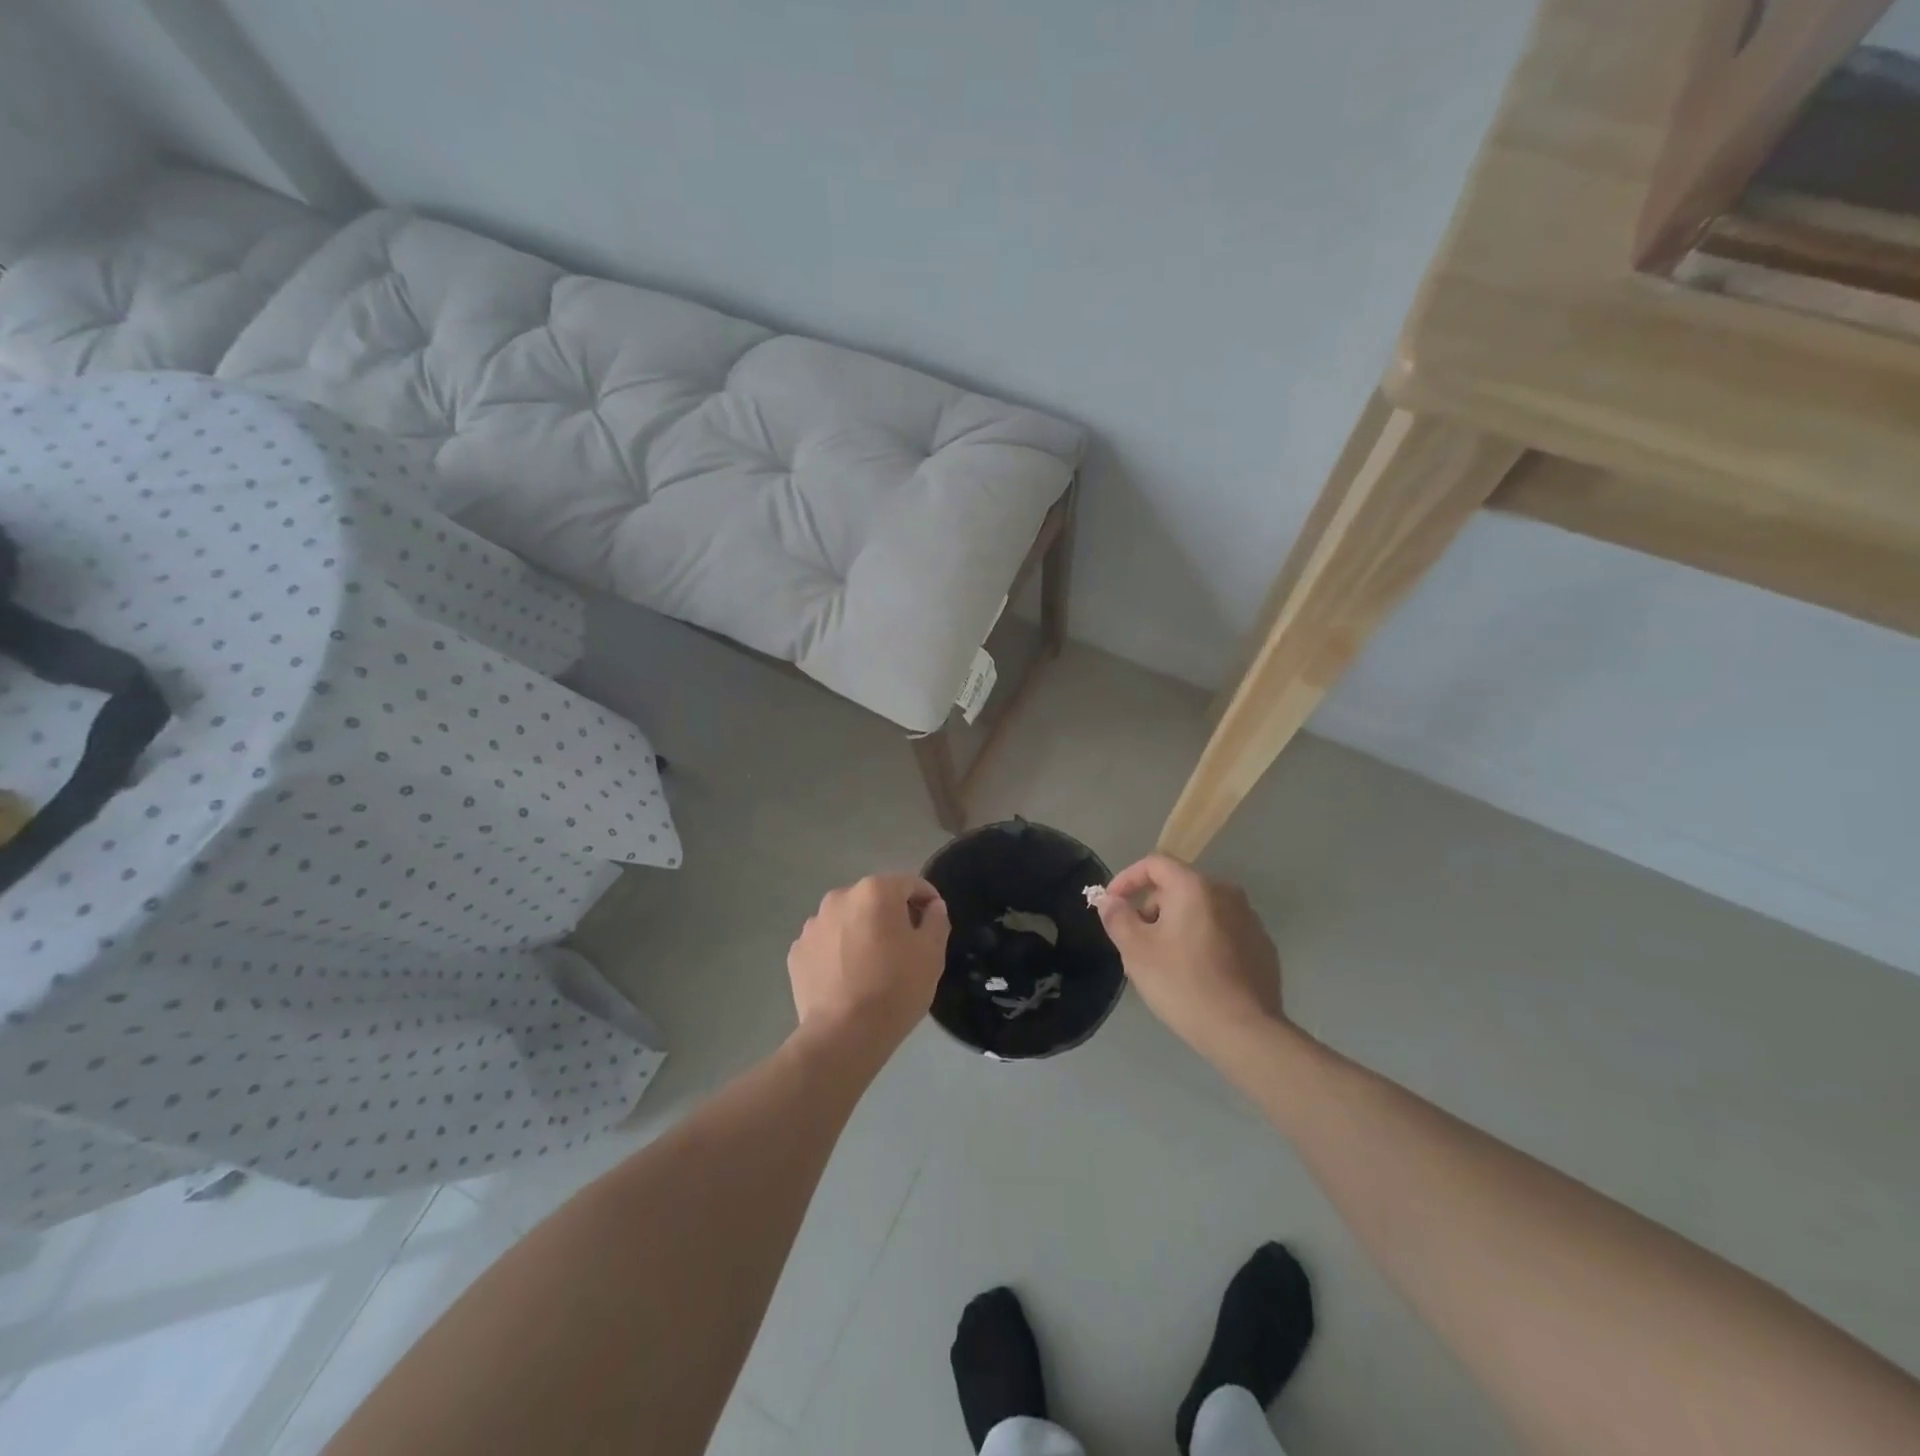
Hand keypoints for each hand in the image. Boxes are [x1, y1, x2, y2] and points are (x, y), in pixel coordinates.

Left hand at [787, 873, 949, 1052]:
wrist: (843, 1034)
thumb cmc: (895, 988)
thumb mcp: (932, 953)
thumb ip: (936, 920)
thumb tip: (932, 906)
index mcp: (875, 891)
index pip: (909, 883)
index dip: (926, 899)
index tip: (934, 920)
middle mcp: (840, 897)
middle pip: (874, 898)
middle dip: (891, 915)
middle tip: (905, 947)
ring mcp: (813, 924)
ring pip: (847, 920)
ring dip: (861, 931)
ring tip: (872, 965)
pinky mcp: (797, 951)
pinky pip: (826, 943)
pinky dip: (838, 952)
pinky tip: (847, 978)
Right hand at [1098, 854, 1285, 1063]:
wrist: (1245, 1032)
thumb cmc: (1183, 984)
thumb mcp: (1136, 951)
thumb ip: (1117, 917)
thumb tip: (1109, 899)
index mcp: (1194, 887)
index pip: (1154, 864)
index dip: (1127, 879)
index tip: (1112, 904)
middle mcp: (1226, 893)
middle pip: (1177, 887)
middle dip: (1151, 908)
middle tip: (1135, 942)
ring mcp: (1249, 920)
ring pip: (1200, 911)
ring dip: (1176, 926)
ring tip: (1163, 962)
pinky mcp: (1262, 947)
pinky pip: (1222, 932)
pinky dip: (1202, 941)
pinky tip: (1195, 974)